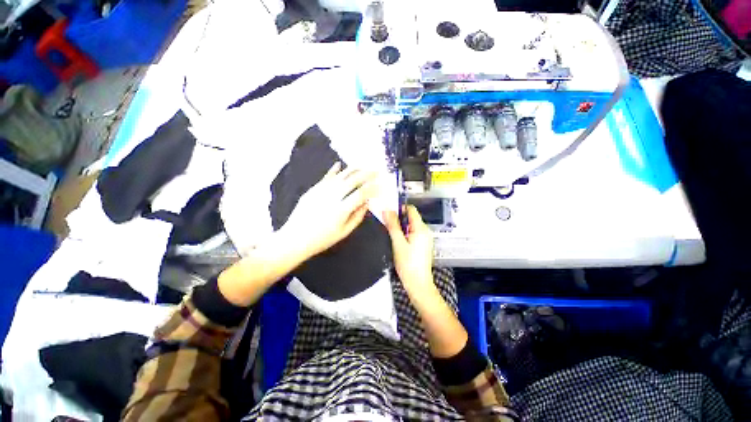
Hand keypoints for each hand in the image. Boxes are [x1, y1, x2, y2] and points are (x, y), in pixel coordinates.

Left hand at [281, 162, 377, 258]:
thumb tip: (367, 202)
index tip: (381, 185)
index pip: (361, 193)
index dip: (373, 188)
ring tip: (363, 165)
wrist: (295, 239)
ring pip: (340, 176)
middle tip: (376, 170)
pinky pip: (326, 177)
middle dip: (367, 174)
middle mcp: (332, 197)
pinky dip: (334, 170)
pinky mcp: (313, 189)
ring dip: (353, 169)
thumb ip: (357, 217)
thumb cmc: (322, 239)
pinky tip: (339, 164)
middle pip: (353, 180)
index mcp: (341, 210)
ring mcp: (321, 191)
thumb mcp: (343, 232)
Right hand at [383, 205, 435, 295]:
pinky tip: (397, 242)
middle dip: (399, 219)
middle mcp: (425, 231)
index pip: (411, 209)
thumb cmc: (408, 263)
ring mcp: (425, 238)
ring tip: (391, 235)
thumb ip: (393, 225)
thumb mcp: (398, 243)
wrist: (418, 284)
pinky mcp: (423, 245)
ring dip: (401, 227)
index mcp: (421, 228)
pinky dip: (405, 234)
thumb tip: (387, 210)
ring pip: (411, 226)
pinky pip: (413, 234)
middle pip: (411, 217)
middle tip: (386, 225)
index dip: (399, 208)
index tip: (388, 213)